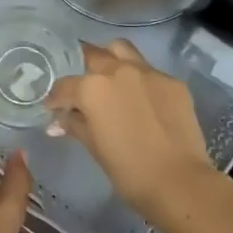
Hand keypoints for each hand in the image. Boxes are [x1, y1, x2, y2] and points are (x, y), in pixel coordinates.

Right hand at [46, 40, 217, 222]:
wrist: (179, 182)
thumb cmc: (129, 170)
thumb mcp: (94, 147)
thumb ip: (74, 125)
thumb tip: (57, 122)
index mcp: (92, 88)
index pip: (65, 86)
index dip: (56, 98)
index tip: (53, 107)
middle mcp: (118, 70)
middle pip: (93, 55)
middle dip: (82, 68)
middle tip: (82, 87)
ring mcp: (148, 72)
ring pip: (122, 50)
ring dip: (111, 58)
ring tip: (110, 78)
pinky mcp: (173, 82)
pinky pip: (150, 71)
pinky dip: (140, 80)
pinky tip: (142, 100)